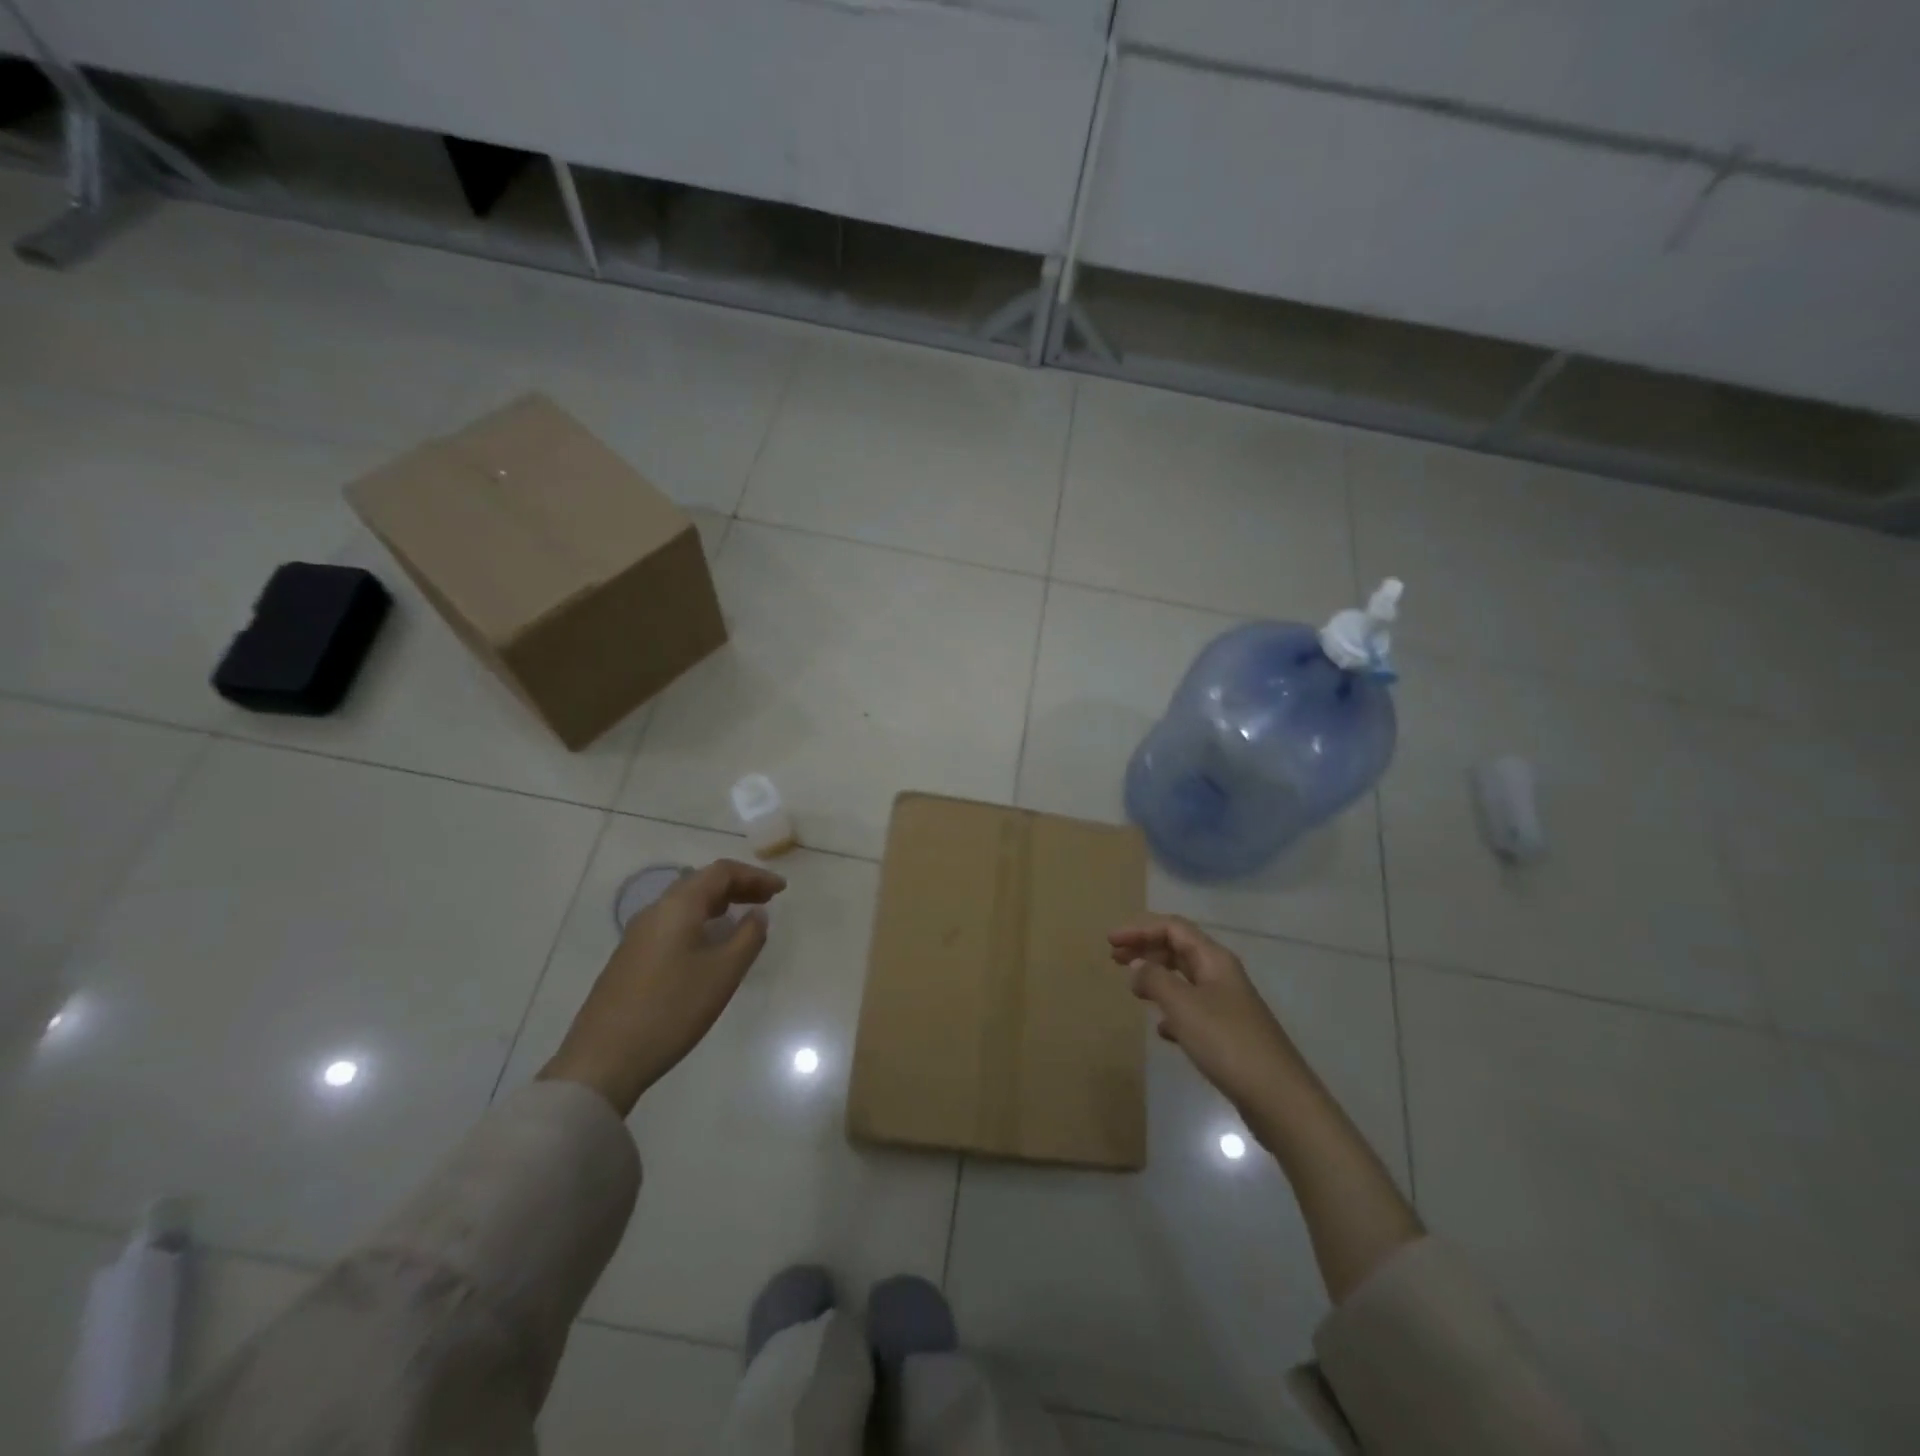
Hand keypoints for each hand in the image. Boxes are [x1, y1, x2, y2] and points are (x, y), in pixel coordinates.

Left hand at [540, 859, 785, 1114]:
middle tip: (767, 899)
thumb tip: (757, 914)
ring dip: (718, 904)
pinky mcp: (630, 958)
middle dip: (737, 886)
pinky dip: (700, 922)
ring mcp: (638, 936)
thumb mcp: (723, 973)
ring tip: (744, 918)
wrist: (603, 1060)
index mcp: (677, 907)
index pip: (720, 872)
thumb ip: (748, 937)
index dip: (754, 876)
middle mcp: (655, 911)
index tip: (781, 889)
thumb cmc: (671, 1009)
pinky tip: (710, 945)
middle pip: (701, 883)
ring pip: (685, 904)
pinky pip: (673, 924)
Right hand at [1108, 914, 1304, 1123]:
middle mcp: (1221, 974)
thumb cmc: (1227, 1042)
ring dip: (1157, 976)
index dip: (1139, 929)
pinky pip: (1192, 1009)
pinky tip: (1162, 1030)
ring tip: (1133, 989)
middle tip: (1114, 958)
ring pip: (1185, 978)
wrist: (1278, 1097)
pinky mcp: (1227, 1032)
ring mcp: (1227, 1004)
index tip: (1110, 941)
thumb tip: (1137, 968)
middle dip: (1146, 948)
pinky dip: (1172, 1010)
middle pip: (1178, 948)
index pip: (1173, 928)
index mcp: (1214, 959)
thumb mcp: (1183, 1006)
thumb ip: (1155, 980)